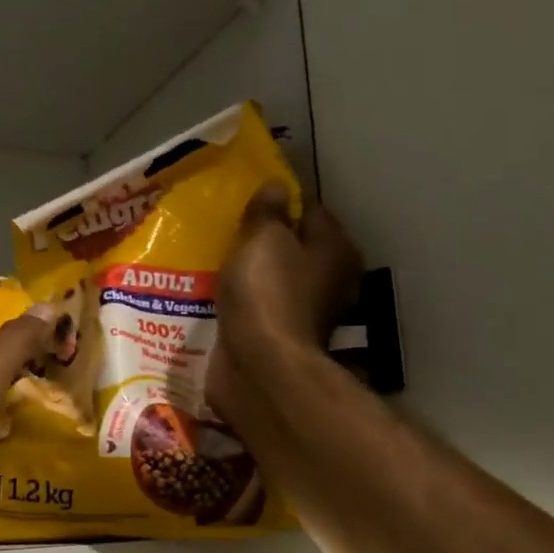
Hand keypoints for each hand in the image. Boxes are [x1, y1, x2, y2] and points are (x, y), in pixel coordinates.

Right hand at [209, 184, 361, 414]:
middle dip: (265, 241)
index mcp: (335, 250)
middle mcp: (329, 280)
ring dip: (253, 274)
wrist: (258, 365)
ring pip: (276, 280)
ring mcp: (305, 313)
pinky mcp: (279, 338)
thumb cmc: (266, 292)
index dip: (282, 203)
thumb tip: (277, 186)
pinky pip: (260, 309)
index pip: (312, 211)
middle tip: (230, 232)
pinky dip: (245, 303)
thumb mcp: (263, 239)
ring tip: (218, 263)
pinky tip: (219, 296)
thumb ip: (268, 212)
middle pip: (295, 248)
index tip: (250, 202)